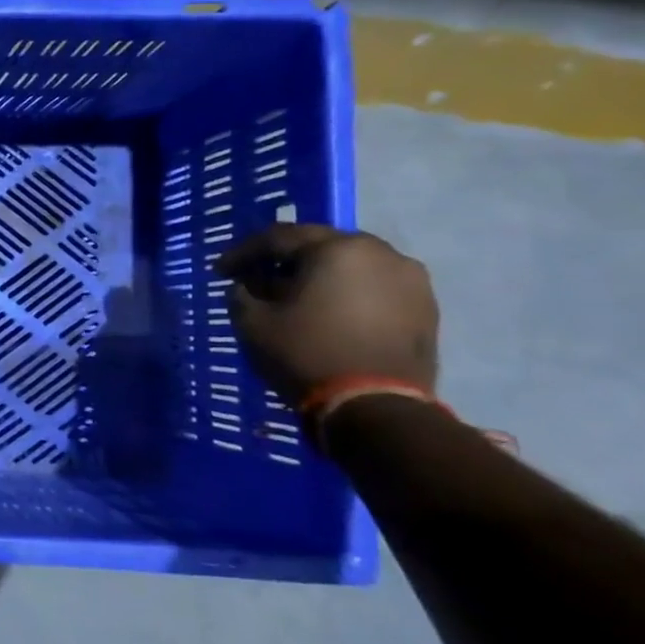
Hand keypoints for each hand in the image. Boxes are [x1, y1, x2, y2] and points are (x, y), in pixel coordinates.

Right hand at [215, 225, 438, 404]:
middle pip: (320, 245)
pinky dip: (346, 292)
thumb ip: (242, 293)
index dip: (242, 252)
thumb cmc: (306, 353)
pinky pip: (375, 287)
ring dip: (319, 275)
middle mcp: (380, 253)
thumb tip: (246, 285)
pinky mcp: (425, 308)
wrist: (375, 406)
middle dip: (284, 259)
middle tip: (256, 277)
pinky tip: (328, 312)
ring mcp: (410, 280)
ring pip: (351, 265)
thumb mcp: (252, 322)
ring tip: (294, 296)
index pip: (278, 237)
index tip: (219, 271)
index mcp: (336, 249)